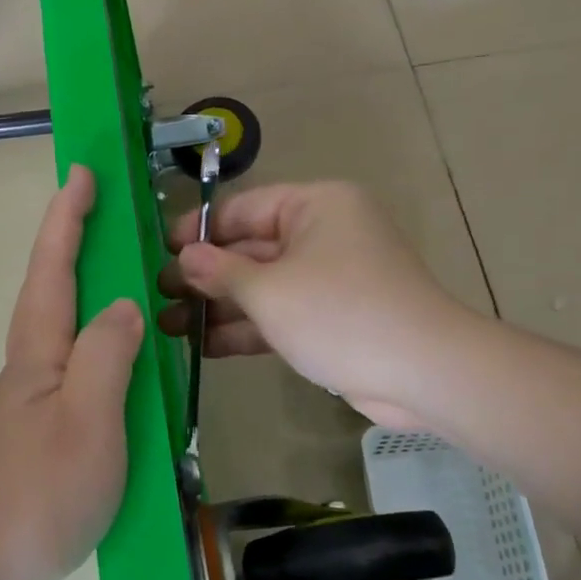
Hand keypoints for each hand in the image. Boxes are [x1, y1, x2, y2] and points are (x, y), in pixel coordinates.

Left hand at [0, 165, 142, 579]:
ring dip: (97, 299)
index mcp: (40, 352)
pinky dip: (108, 357)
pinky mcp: (45, 440)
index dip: (68, 217)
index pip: (54, 267)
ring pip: (71, 335)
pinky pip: (84, 378)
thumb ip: (108, 356)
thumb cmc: (34, 494)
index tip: (82, 172)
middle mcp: (34, 368)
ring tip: (137, 285)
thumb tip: (125, 303)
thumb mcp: (87, 421)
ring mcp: (36, 406)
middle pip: (57, 292)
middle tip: (116, 217)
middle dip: (79, 246)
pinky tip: (132, 373)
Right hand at [158, 181, 462, 428]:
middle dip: (205, 276)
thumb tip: (184, 256)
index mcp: (315, 206)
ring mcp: (328, 279)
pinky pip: (281, 313)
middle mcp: (322, 234)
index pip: (244, 209)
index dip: (200, 230)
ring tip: (168, 326)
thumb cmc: (340, 313)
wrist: (423, 373)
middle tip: (157, 296)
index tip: (160, 252)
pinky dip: (248, 328)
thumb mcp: (271, 290)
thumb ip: (222, 272)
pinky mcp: (332, 318)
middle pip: (250, 249)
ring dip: (219, 307)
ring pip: (263, 286)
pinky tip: (205, 347)